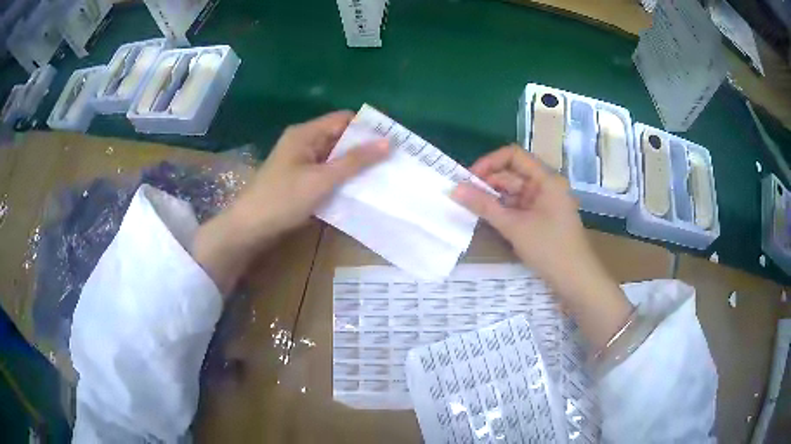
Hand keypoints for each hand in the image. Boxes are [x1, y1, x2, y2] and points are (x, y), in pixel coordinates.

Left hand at [193, 111, 388, 294]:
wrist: (249, 228)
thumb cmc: (283, 199)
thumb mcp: (322, 179)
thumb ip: (355, 161)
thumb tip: (388, 142)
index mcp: (305, 134)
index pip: (343, 119)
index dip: (367, 126)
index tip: (392, 139)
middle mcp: (303, 143)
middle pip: (339, 137)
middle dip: (363, 148)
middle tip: (392, 160)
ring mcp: (300, 162)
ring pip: (333, 157)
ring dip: (354, 165)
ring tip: (382, 175)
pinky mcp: (299, 180)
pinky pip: (326, 173)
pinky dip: (341, 178)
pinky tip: (359, 189)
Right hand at [451, 145, 588, 286]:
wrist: (576, 280)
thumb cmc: (549, 249)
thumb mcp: (514, 227)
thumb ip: (484, 206)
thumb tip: (454, 189)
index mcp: (546, 179)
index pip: (513, 156)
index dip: (489, 162)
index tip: (468, 179)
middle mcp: (546, 185)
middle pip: (512, 174)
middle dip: (488, 183)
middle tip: (463, 196)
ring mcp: (545, 202)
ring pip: (514, 192)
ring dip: (494, 198)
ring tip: (470, 208)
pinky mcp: (542, 218)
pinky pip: (519, 207)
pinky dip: (504, 211)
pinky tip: (488, 219)